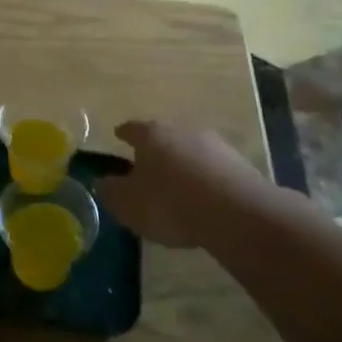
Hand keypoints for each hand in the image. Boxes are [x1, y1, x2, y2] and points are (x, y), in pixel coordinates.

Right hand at [96, 120, 274, 248]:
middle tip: (147, 165)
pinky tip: (204, 197)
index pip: (132, 129)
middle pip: (163, 136)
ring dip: (183, 164)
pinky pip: (213, 168)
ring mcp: (214, 144)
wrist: (236, 212)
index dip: (123, 133)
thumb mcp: (129, 204)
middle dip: (155, 149)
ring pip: (190, 150)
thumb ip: (111, 191)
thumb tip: (102, 182)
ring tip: (177, 185)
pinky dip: (205, 179)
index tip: (118, 135)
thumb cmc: (170, 203)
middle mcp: (181, 130)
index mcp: (151, 135)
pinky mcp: (239, 164)